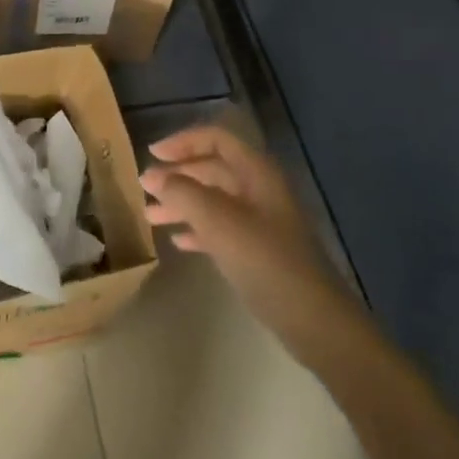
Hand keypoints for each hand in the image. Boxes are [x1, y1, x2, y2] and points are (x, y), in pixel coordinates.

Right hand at [142, 125, 351, 346]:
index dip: (182, 141)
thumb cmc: (265, 260)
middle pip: (212, 168)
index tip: (152, 155)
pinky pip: (221, 228)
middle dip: (178, 175)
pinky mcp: (259, 251)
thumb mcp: (218, 221)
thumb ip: (182, 193)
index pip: (216, 138)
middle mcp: (259, 189)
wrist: (313, 319)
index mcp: (256, 172)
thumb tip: (152, 176)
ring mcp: (261, 221)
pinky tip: (178, 242)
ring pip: (214, 200)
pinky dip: (198, 229)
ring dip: (182, 203)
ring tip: (151, 217)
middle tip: (145, 188)